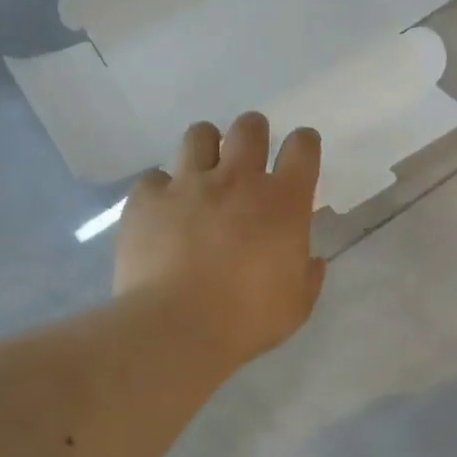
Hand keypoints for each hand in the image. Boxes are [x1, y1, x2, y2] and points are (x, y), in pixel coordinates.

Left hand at [114, 113, 326, 367]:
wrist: (177, 328)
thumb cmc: (248, 319)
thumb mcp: (297, 304)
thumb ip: (307, 274)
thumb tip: (310, 260)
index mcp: (283, 202)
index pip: (302, 147)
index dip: (304, 145)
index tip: (300, 156)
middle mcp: (237, 180)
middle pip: (249, 128)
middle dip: (254, 134)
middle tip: (250, 160)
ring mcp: (188, 184)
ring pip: (199, 135)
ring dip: (207, 148)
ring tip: (205, 173)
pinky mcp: (147, 199)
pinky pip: (155, 178)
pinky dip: (162, 190)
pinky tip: (164, 212)